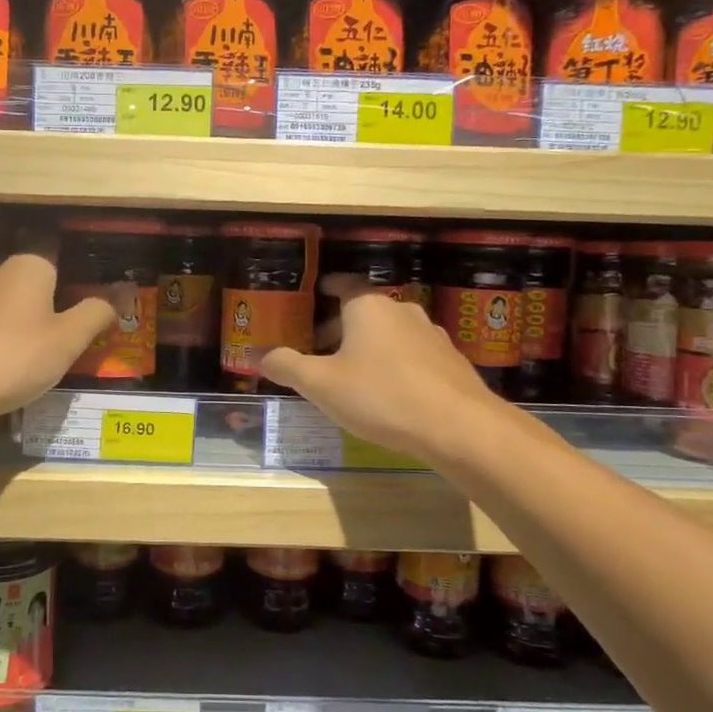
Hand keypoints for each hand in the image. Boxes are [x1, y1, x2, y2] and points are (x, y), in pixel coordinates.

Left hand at [0, 246, 119, 434]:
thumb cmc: (15, 357)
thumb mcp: (69, 339)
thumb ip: (95, 314)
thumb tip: (111, 302)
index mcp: (29, 266)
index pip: (66, 271)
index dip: (80, 299)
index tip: (89, 329)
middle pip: (40, 291)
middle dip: (56, 316)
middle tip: (71, 350)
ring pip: (16, 311)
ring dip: (30, 333)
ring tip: (41, 366)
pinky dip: (6, 346)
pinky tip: (10, 372)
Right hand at [259, 275, 497, 462]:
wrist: (459, 427)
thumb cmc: (380, 396)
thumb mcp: (321, 384)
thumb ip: (286, 366)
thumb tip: (253, 353)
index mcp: (368, 307)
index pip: (344, 284)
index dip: (327, 287)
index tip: (314, 293)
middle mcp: (401, 311)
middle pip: (365, 311)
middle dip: (340, 327)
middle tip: (319, 349)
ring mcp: (431, 335)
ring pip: (390, 333)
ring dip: (368, 347)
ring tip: (350, 375)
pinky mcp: (450, 362)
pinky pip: (412, 355)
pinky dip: (394, 364)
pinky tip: (388, 393)